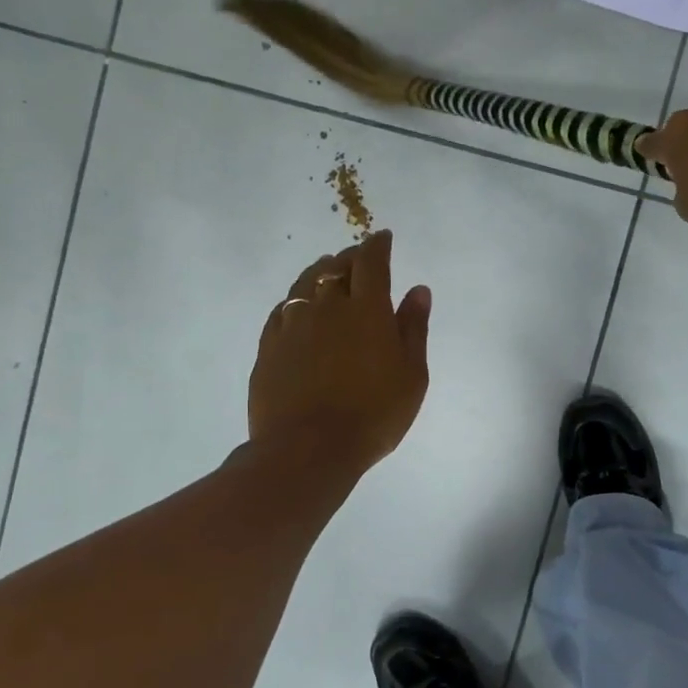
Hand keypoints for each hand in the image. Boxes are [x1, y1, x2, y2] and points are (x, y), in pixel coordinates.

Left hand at [249, 231, 432, 474]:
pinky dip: (295, 299)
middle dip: (351, 257)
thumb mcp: (411, 374)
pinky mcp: (268, 346)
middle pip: (337, 267)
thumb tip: (418, 290)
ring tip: (327, 270)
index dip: (378, 245)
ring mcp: (292, 324)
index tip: (383, 238)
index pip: (372, 261)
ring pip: (304, 283)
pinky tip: (298, 306)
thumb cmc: (373, 414)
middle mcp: (327, 306)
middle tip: (359, 258)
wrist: (308, 449)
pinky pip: (282, 309)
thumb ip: (413, 328)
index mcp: (367, 309)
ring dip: (319, 271)